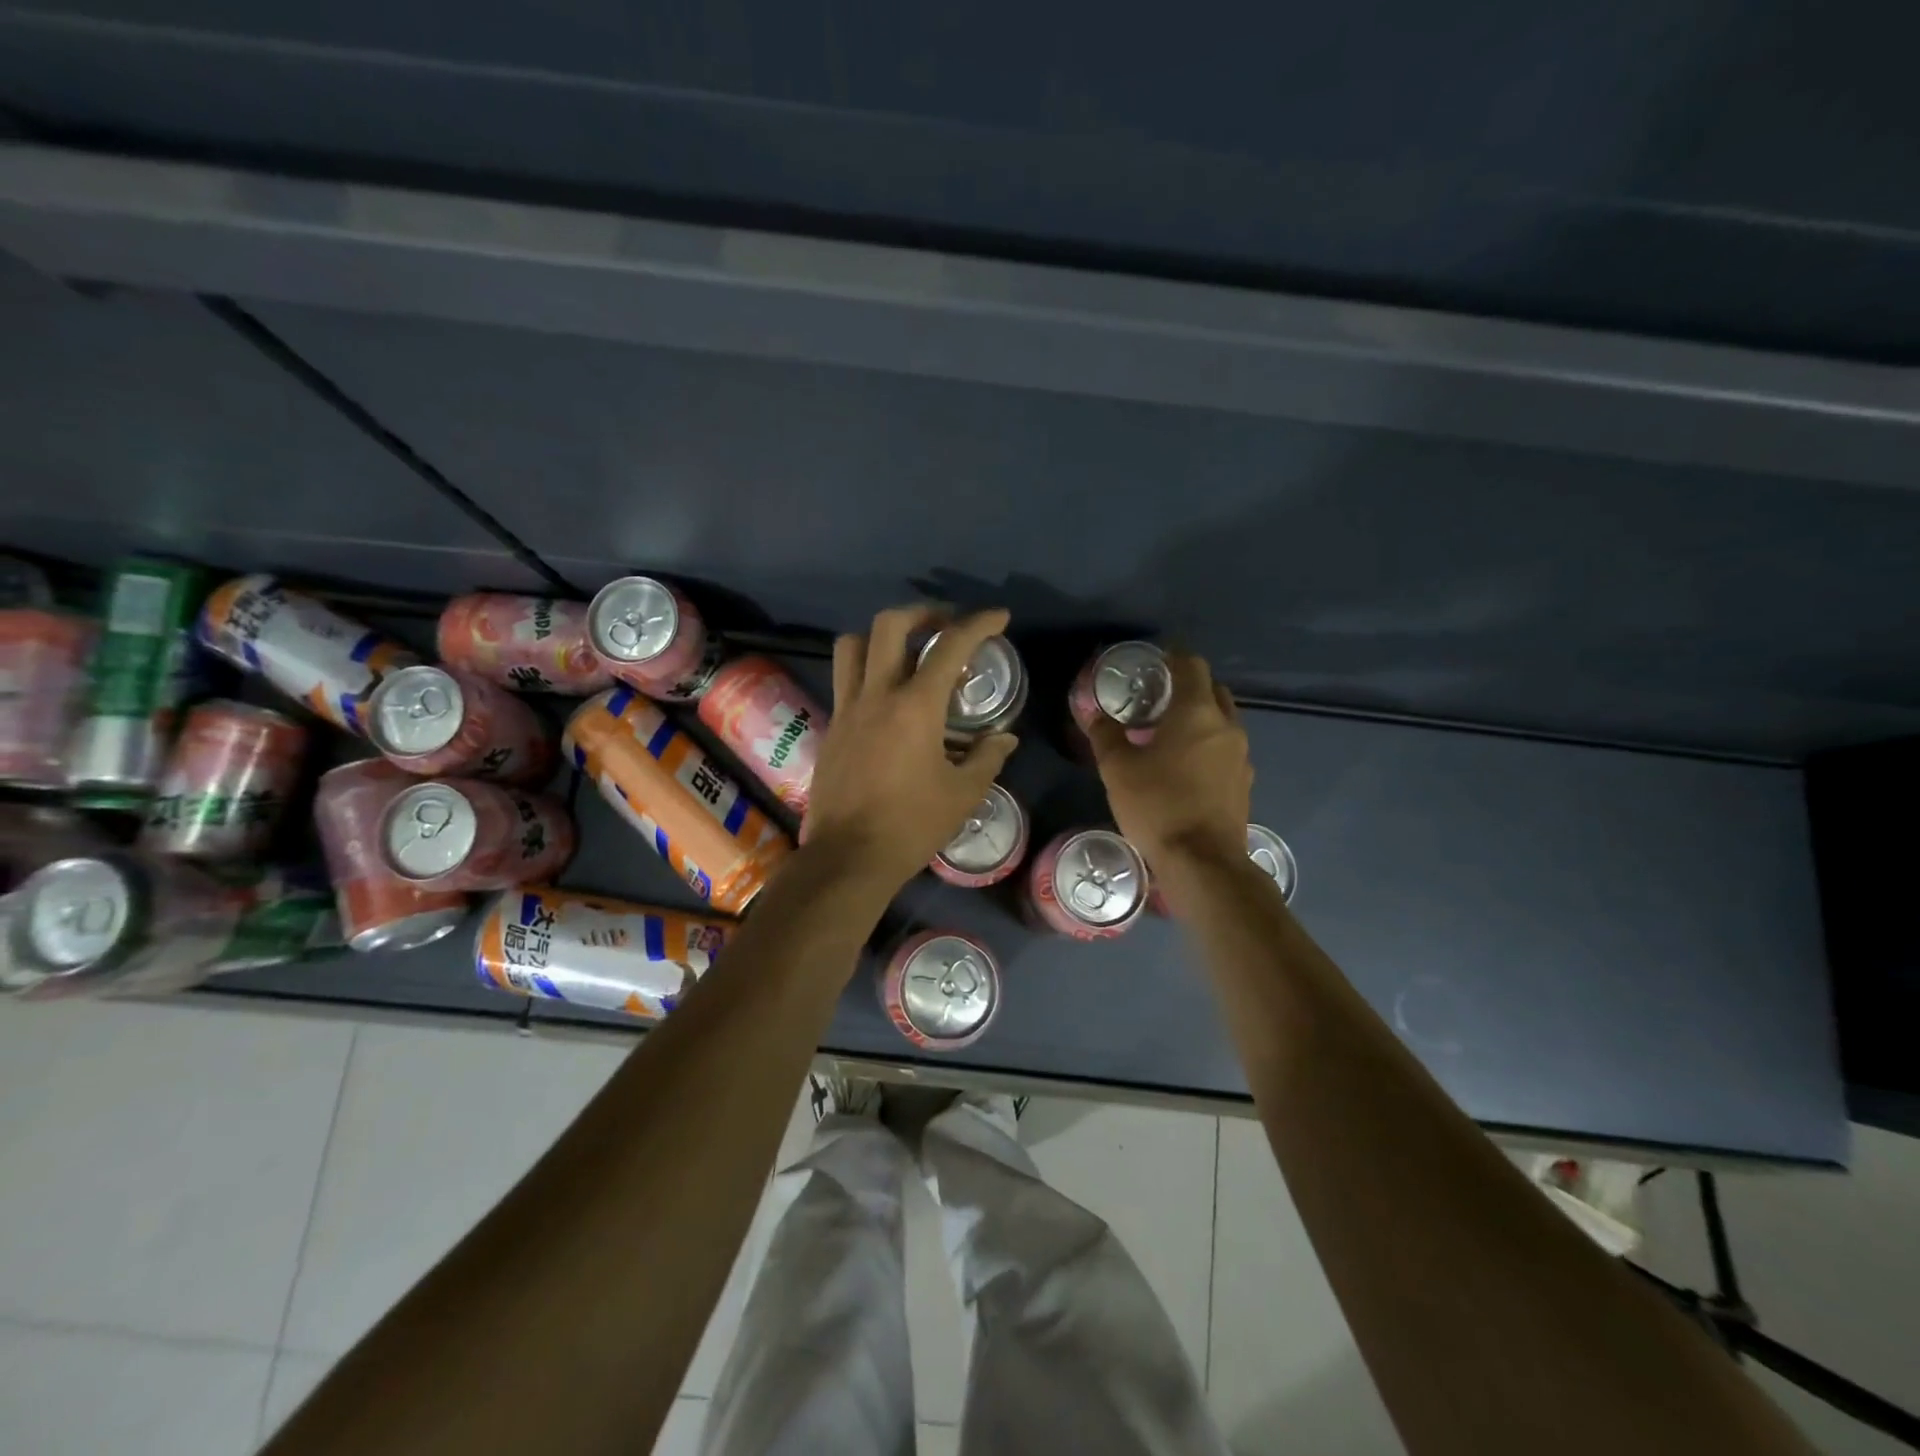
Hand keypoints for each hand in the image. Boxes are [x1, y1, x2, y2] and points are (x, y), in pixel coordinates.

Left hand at [801, 605, 1019, 894]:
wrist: (848, 857)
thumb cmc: (911, 825)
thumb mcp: (963, 794)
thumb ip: (987, 758)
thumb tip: (1004, 738)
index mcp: (915, 706)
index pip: (950, 646)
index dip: (979, 624)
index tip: (998, 617)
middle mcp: (877, 694)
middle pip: (890, 625)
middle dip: (923, 613)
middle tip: (945, 625)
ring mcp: (847, 708)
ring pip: (853, 644)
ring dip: (882, 636)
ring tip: (906, 652)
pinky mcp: (831, 727)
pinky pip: (844, 679)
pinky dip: (865, 669)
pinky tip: (885, 696)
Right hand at [1088, 651, 1251, 882]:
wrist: (1203, 863)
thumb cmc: (1157, 806)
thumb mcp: (1117, 769)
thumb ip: (1105, 734)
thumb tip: (1094, 712)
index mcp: (1197, 713)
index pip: (1192, 665)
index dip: (1173, 656)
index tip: (1154, 660)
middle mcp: (1226, 726)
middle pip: (1212, 690)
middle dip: (1188, 686)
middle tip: (1157, 697)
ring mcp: (1241, 756)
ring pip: (1222, 721)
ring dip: (1199, 718)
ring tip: (1168, 733)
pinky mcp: (1244, 783)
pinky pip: (1225, 749)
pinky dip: (1207, 745)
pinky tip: (1184, 766)